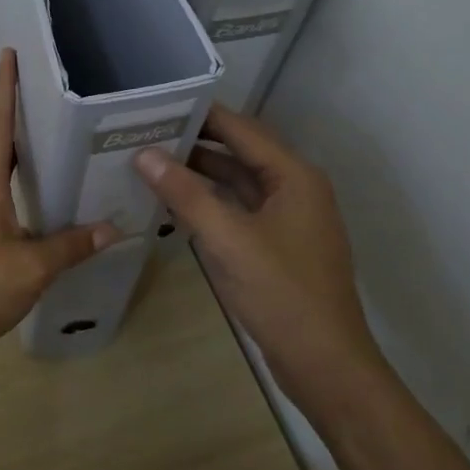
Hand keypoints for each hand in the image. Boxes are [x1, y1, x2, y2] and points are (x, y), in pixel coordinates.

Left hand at [0, 49, 119, 361]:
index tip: (9, 53)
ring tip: (46, 132)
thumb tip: (112, 228)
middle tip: (43, 88)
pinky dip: (14, 177)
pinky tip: (33, 192)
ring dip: (14, 144)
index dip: (5, 88)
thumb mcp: (30, 268)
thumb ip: (70, 246)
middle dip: (13, 109)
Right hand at [135, 105, 381, 383]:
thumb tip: (144, 154)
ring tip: (151, 161)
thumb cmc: (282, 294)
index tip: (158, 103)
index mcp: (294, 177)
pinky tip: (175, 203)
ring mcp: (288, 219)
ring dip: (200, 173)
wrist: (326, 365)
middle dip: (196, 141)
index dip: (201, 114)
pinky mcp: (277, 245)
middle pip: (240, 152)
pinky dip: (209, 202)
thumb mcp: (228, 240)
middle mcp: (295, 189)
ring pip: (238, 182)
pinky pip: (238, 209)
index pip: (242, 129)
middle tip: (146, 131)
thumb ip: (185, 194)